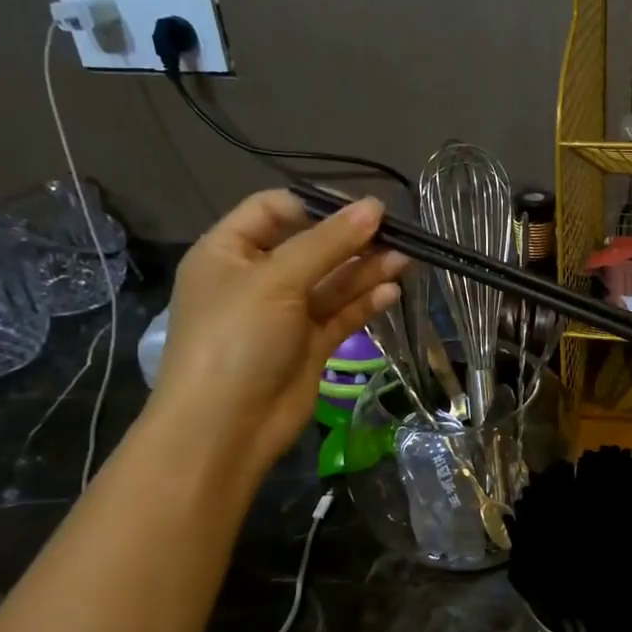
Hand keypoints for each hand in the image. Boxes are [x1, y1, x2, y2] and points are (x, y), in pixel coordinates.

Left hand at [149, 190, 404, 472]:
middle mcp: (257, 278)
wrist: (225, 427)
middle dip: (352, 239)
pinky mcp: (310, 344)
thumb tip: (375, 206)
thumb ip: (328, 242)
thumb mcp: (277, 280)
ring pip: (332, 281)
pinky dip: (366, 302)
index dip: (317, 204)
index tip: (362, 208)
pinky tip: (393, 291)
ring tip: (406, 259)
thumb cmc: (238, 339)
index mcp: (229, 252)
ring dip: (367, 269)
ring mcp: (285, 314)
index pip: (274, 209)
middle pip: (311, 246)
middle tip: (397, 234)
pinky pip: (341, 313)